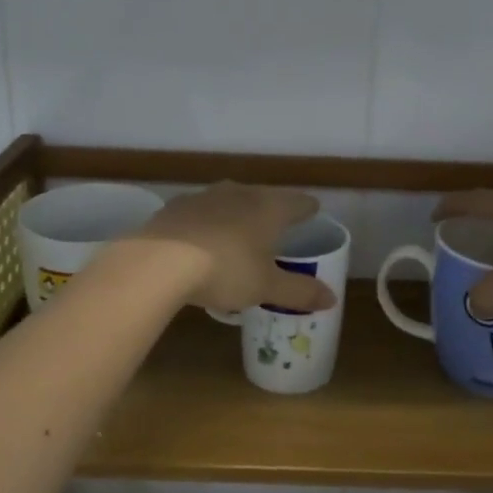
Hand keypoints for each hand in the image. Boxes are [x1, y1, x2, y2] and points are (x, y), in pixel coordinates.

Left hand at [135, 182, 338, 314]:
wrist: (159, 261)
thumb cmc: (226, 270)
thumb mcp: (266, 287)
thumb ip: (299, 292)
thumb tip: (332, 299)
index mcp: (269, 208)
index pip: (297, 202)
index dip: (307, 208)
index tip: (313, 211)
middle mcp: (239, 193)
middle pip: (263, 196)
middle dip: (271, 209)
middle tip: (276, 224)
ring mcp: (204, 196)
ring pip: (229, 200)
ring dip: (237, 213)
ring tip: (238, 231)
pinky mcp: (175, 207)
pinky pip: (200, 212)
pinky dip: (207, 222)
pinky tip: (201, 238)